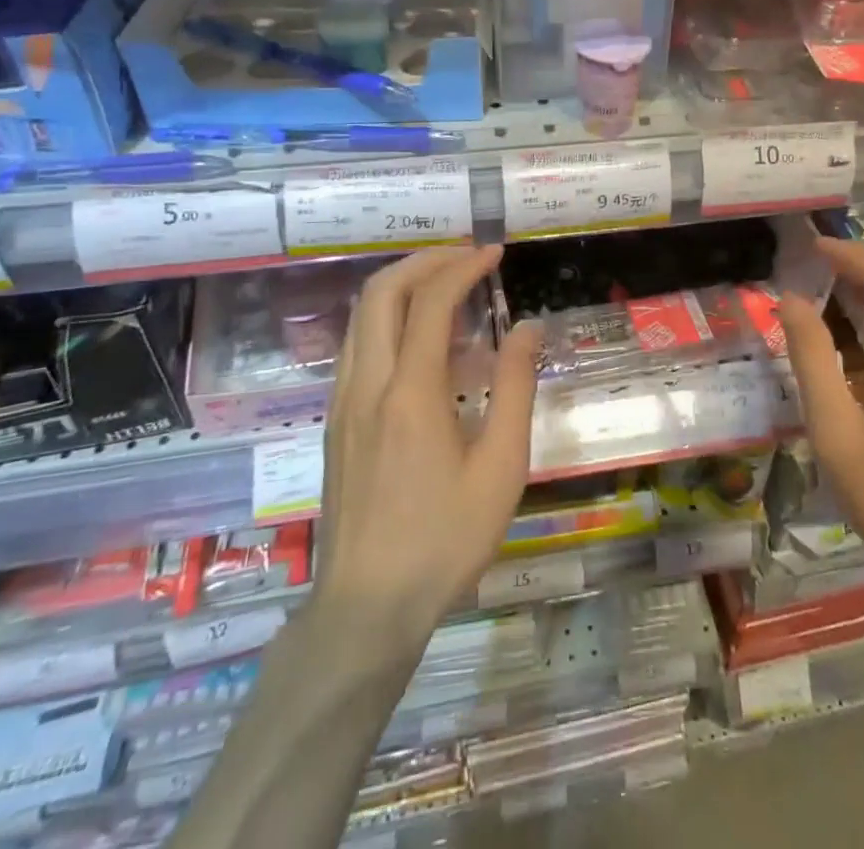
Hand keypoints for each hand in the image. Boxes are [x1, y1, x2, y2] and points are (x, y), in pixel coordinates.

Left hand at [312, 246, 540, 649]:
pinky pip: (357, 345)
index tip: (494, 254)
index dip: (463, 267)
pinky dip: (387, 318)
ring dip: (401, 286)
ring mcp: (343, 402)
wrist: (366, 609)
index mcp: (410, 393)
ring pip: (361, 316)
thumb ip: (516, 388)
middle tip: (465, 259)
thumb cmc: (444, 540)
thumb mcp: (501, 467)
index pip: (431, 302)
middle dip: (424, 261)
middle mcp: (367, 384)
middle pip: (381, 293)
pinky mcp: (335, 421)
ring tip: (445, 287)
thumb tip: (527, 327)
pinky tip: (419, 339)